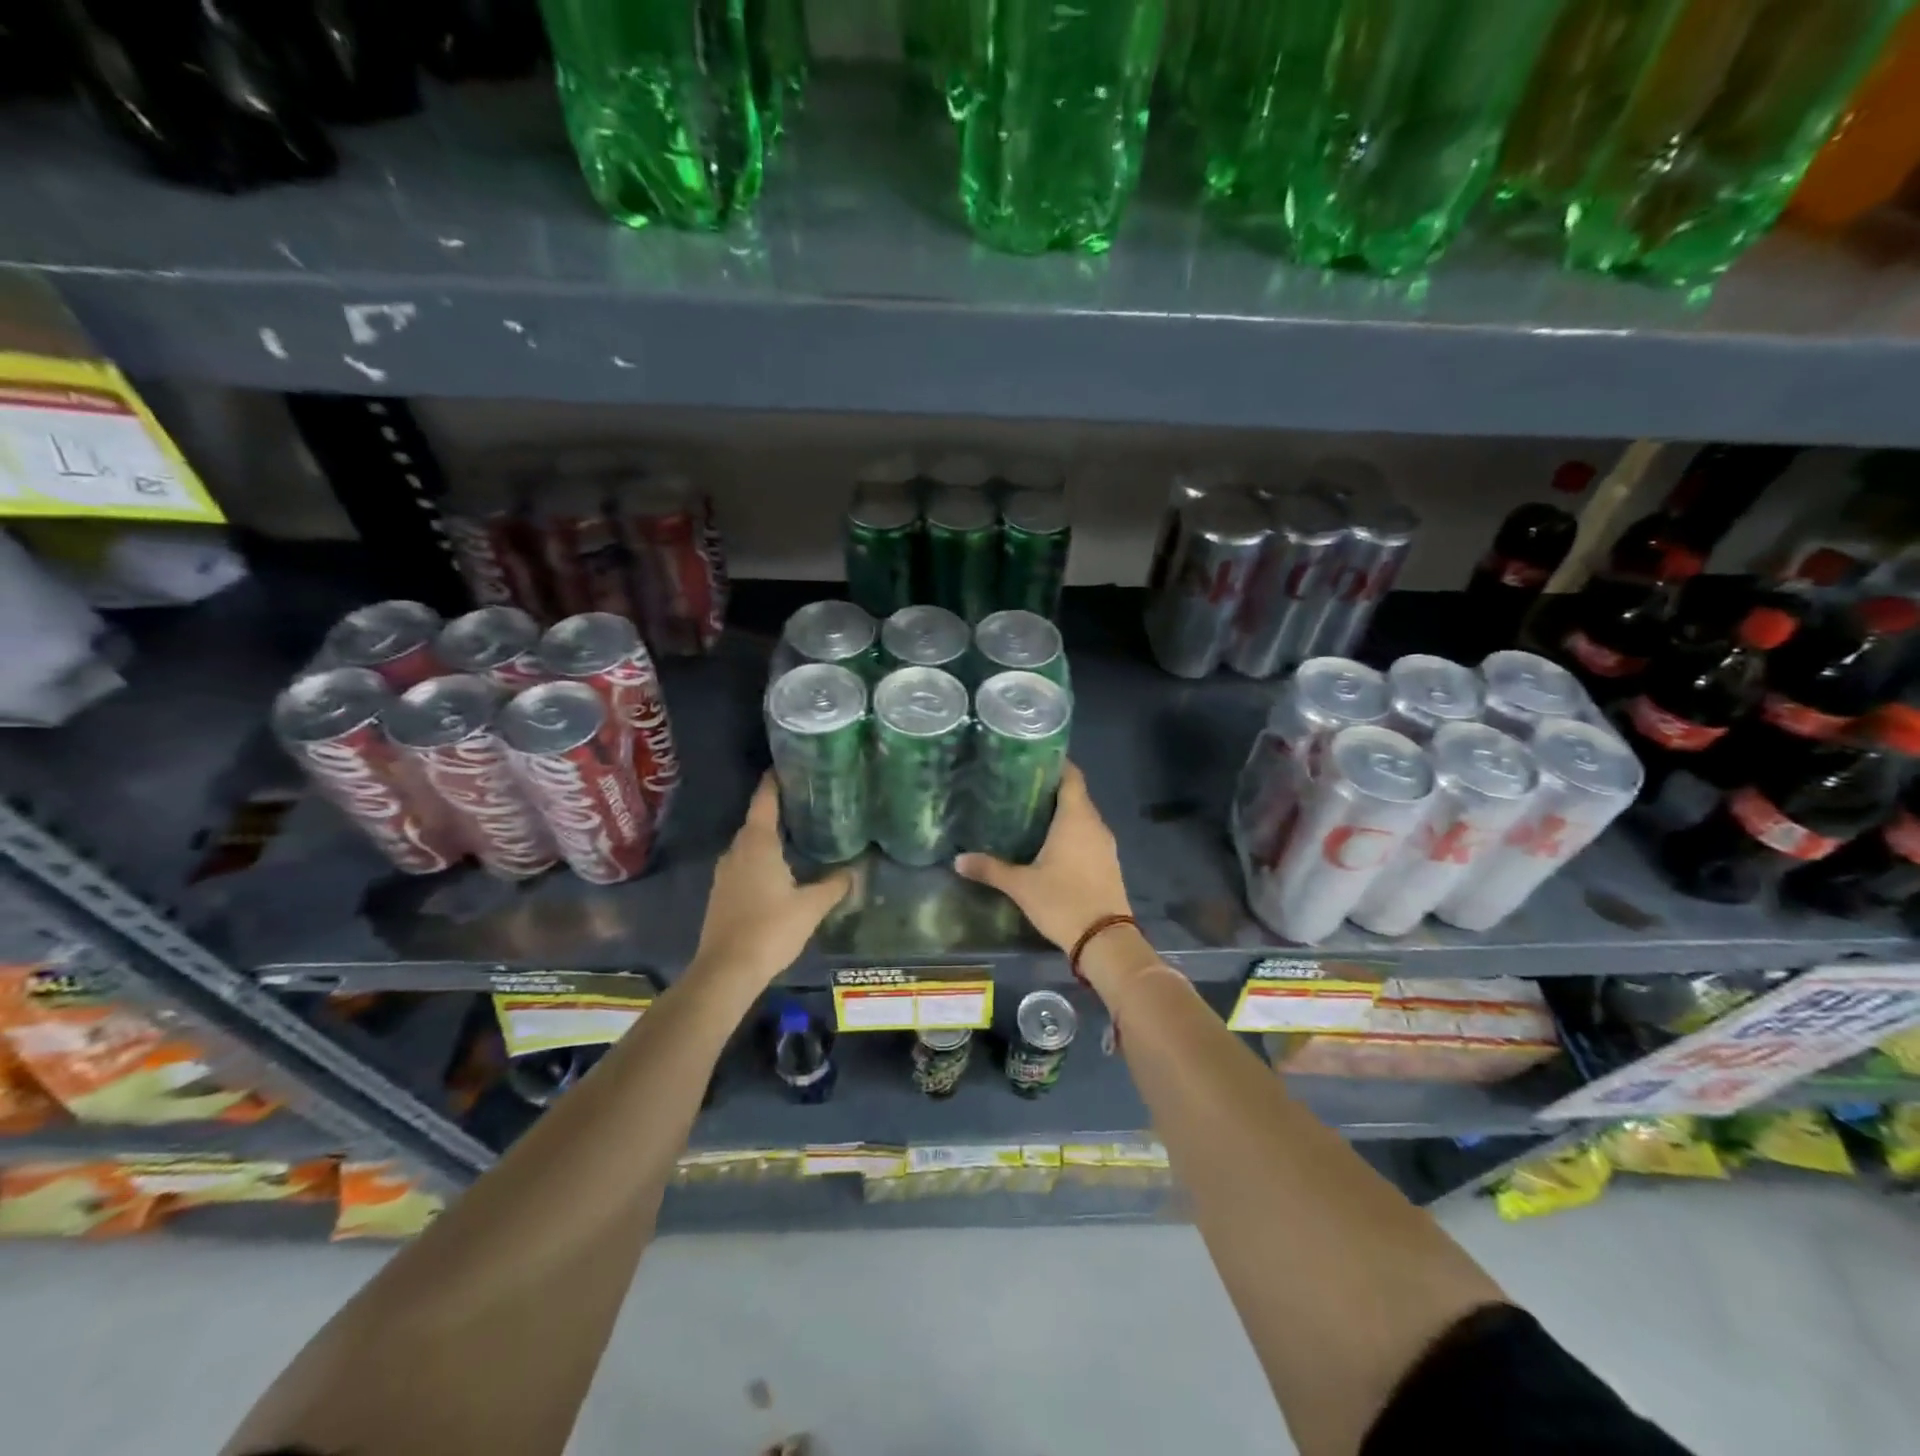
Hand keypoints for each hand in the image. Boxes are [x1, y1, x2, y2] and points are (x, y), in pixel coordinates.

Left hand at [692, 775, 851, 986]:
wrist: (726, 970)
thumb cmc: (770, 929)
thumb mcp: (811, 907)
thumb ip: (834, 885)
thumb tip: (855, 870)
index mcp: (757, 844)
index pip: (764, 800)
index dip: (774, 781)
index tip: (788, 766)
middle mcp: (737, 851)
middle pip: (756, 820)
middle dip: (777, 808)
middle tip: (805, 802)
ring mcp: (725, 872)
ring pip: (749, 844)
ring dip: (768, 836)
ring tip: (796, 832)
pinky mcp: (722, 893)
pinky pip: (744, 863)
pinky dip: (760, 857)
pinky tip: (779, 868)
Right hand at [954, 762, 1132, 952]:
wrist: (1105, 940)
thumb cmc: (1063, 901)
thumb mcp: (1021, 885)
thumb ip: (990, 869)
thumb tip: (958, 860)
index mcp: (1076, 818)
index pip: (1071, 776)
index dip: (1055, 764)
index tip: (1032, 760)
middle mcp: (1095, 824)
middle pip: (1075, 795)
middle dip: (1050, 789)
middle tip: (1018, 788)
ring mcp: (1105, 844)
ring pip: (1083, 817)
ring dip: (1061, 813)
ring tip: (1029, 814)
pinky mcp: (1108, 863)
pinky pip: (1088, 836)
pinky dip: (1071, 833)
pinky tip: (1049, 844)